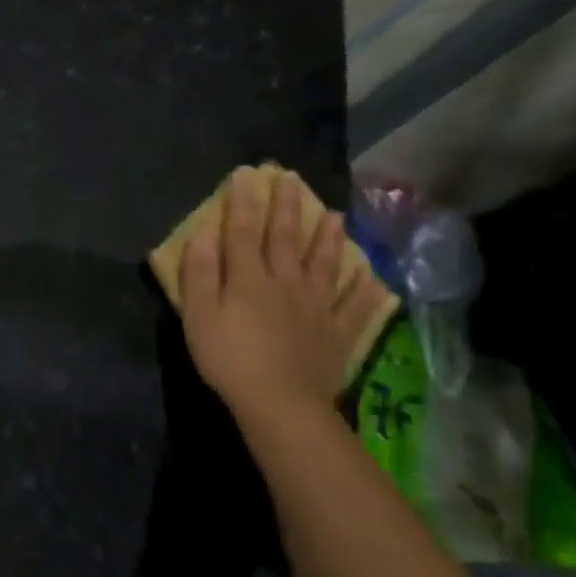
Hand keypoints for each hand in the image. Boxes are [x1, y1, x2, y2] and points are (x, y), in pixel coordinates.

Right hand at [180, 167, 381, 423]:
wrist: (280, 403)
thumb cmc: (229, 358)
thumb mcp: (199, 314)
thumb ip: (200, 272)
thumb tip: (204, 231)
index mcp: (249, 278)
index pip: (244, 231)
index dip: (244, 201)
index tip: (246, 173)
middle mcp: (286, 283)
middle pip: (286, 239)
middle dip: (287, 207)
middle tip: (291, 178)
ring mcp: (317, 308)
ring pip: (324, 265)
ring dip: (329, 239)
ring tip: (336, 215)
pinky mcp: (337, 334)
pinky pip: (356, 308)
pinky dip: (366, 292)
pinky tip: (376, 279)